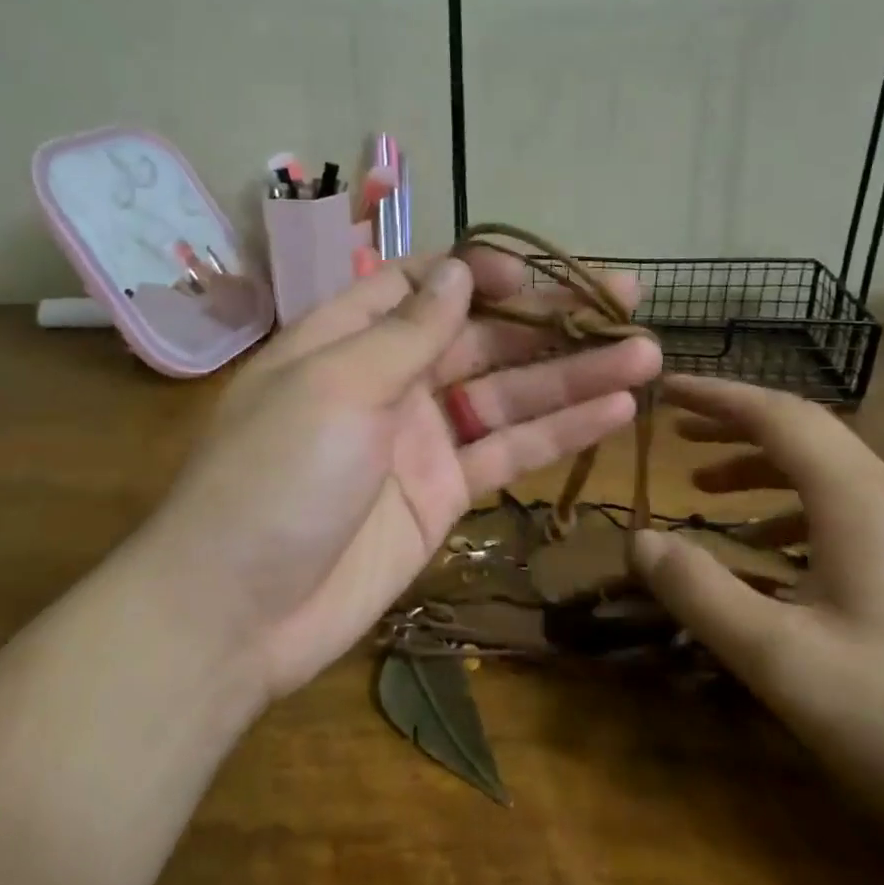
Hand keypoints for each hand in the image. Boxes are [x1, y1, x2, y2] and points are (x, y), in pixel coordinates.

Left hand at [140, 251, 661, 701]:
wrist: (237, 612)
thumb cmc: (274, 478)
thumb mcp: (335, 386)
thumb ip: (404, 331)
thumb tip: (458, 273)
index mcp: (346, 341)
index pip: (420, 285)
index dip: (481, 273)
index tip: (539, 274)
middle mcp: (386, 383)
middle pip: (478, 337)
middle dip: (548, 319)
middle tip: (628, 301)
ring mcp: (418, 441)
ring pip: (505, 395)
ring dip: (572, 374)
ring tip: (646, 354)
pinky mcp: (442, 497)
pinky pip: (506, 453)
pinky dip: (557, 432)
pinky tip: (616, 410)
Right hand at [633, 377, 883, 852]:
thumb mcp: (784, 659)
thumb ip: (702, 592)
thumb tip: (638, 540)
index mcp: (859, 501)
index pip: (779, 415)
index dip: (716, 397)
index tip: (664, 392)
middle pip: (805, 441)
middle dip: (734, 431)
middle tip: (677, 441)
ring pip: (826, 485)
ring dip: (761, 478)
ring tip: (707, 498)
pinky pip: (845, 528)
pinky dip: (790, 525)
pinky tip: (768, 568)